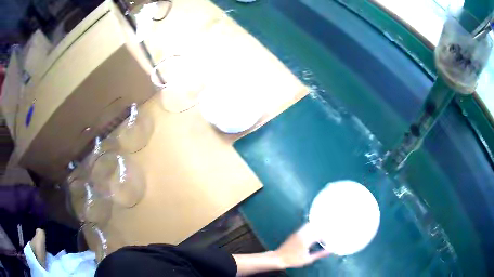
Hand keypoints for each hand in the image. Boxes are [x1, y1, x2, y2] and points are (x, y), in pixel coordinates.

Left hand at [273, 223, 330, 268]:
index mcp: (306, 240)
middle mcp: (302, 234)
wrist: (279, 258)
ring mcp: (298, 232)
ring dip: (316, 229)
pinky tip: (312, 235)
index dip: (325, 239)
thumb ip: (320, 254)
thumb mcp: (308, 259)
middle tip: (324, 239)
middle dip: (322, 232)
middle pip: (315, 227)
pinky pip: (305, 227)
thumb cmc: (294, 260)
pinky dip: (311, 229)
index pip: (320, 235)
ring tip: (318, 236)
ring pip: (310, 225)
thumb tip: (330, 250)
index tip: (326, 245)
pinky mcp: (295, 233)